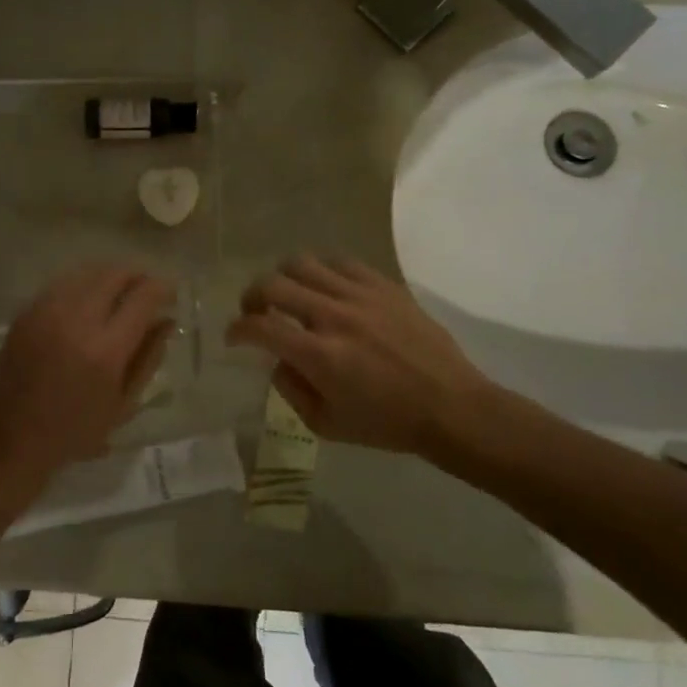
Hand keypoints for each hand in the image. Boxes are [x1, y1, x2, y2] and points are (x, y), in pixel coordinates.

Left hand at [0, 265, 176, 485]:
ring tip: (119, 292)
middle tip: (146, 290)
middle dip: (137, 276)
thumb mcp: (124, 404)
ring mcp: (47, 312)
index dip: (162, 288)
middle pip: (114, 274)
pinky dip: (82, 285)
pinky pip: (62, 284)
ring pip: (86, 272)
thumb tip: (166, 320)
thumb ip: (149, 357)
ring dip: (109, 277)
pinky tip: (87, 301)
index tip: (170, 293)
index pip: (143, 297)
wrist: (12, 438)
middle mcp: (77, 320)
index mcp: (106, 349)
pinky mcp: (26, 313)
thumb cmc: (75, 430)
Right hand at [225, 256, 492, 453]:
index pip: (259, 326)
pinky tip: (326, 288)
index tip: (234, 336)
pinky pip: (341, 262)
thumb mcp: (326, 425)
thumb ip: (290, 390)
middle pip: (273, 284)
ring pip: (303, 263)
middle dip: (252, 297)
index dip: (237, 329)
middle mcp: (334, 316)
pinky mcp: (384, 285)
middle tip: (256, 311)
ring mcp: (360, 295)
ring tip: (289, 294)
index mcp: (318, 355)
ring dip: (284, 278)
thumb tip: (277, 361)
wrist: (452, 407)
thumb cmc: (388, 424)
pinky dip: (322, 272)